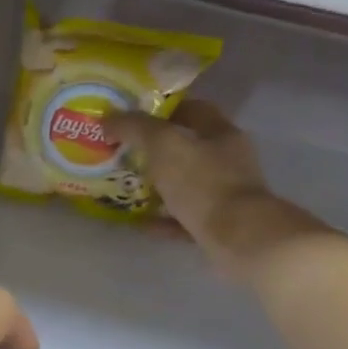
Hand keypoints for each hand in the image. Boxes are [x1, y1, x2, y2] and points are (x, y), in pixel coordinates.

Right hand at [111, 101, 325, 281]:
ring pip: (188, 184)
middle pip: (190, 148)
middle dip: (157, 150)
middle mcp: (229, 160)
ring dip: (160, 186)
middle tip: (125, 153)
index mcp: (221, 133)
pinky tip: (141, 223)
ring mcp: (228, 195)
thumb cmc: (203, 183)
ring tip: (129, 188)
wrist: (240, 239)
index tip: (134, 116)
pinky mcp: (222, 226)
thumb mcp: (163, 146)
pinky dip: (165, 219)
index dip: (163, 109)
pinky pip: (187, 218)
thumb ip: (135, 128)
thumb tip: (107, 118)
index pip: (193, 109)